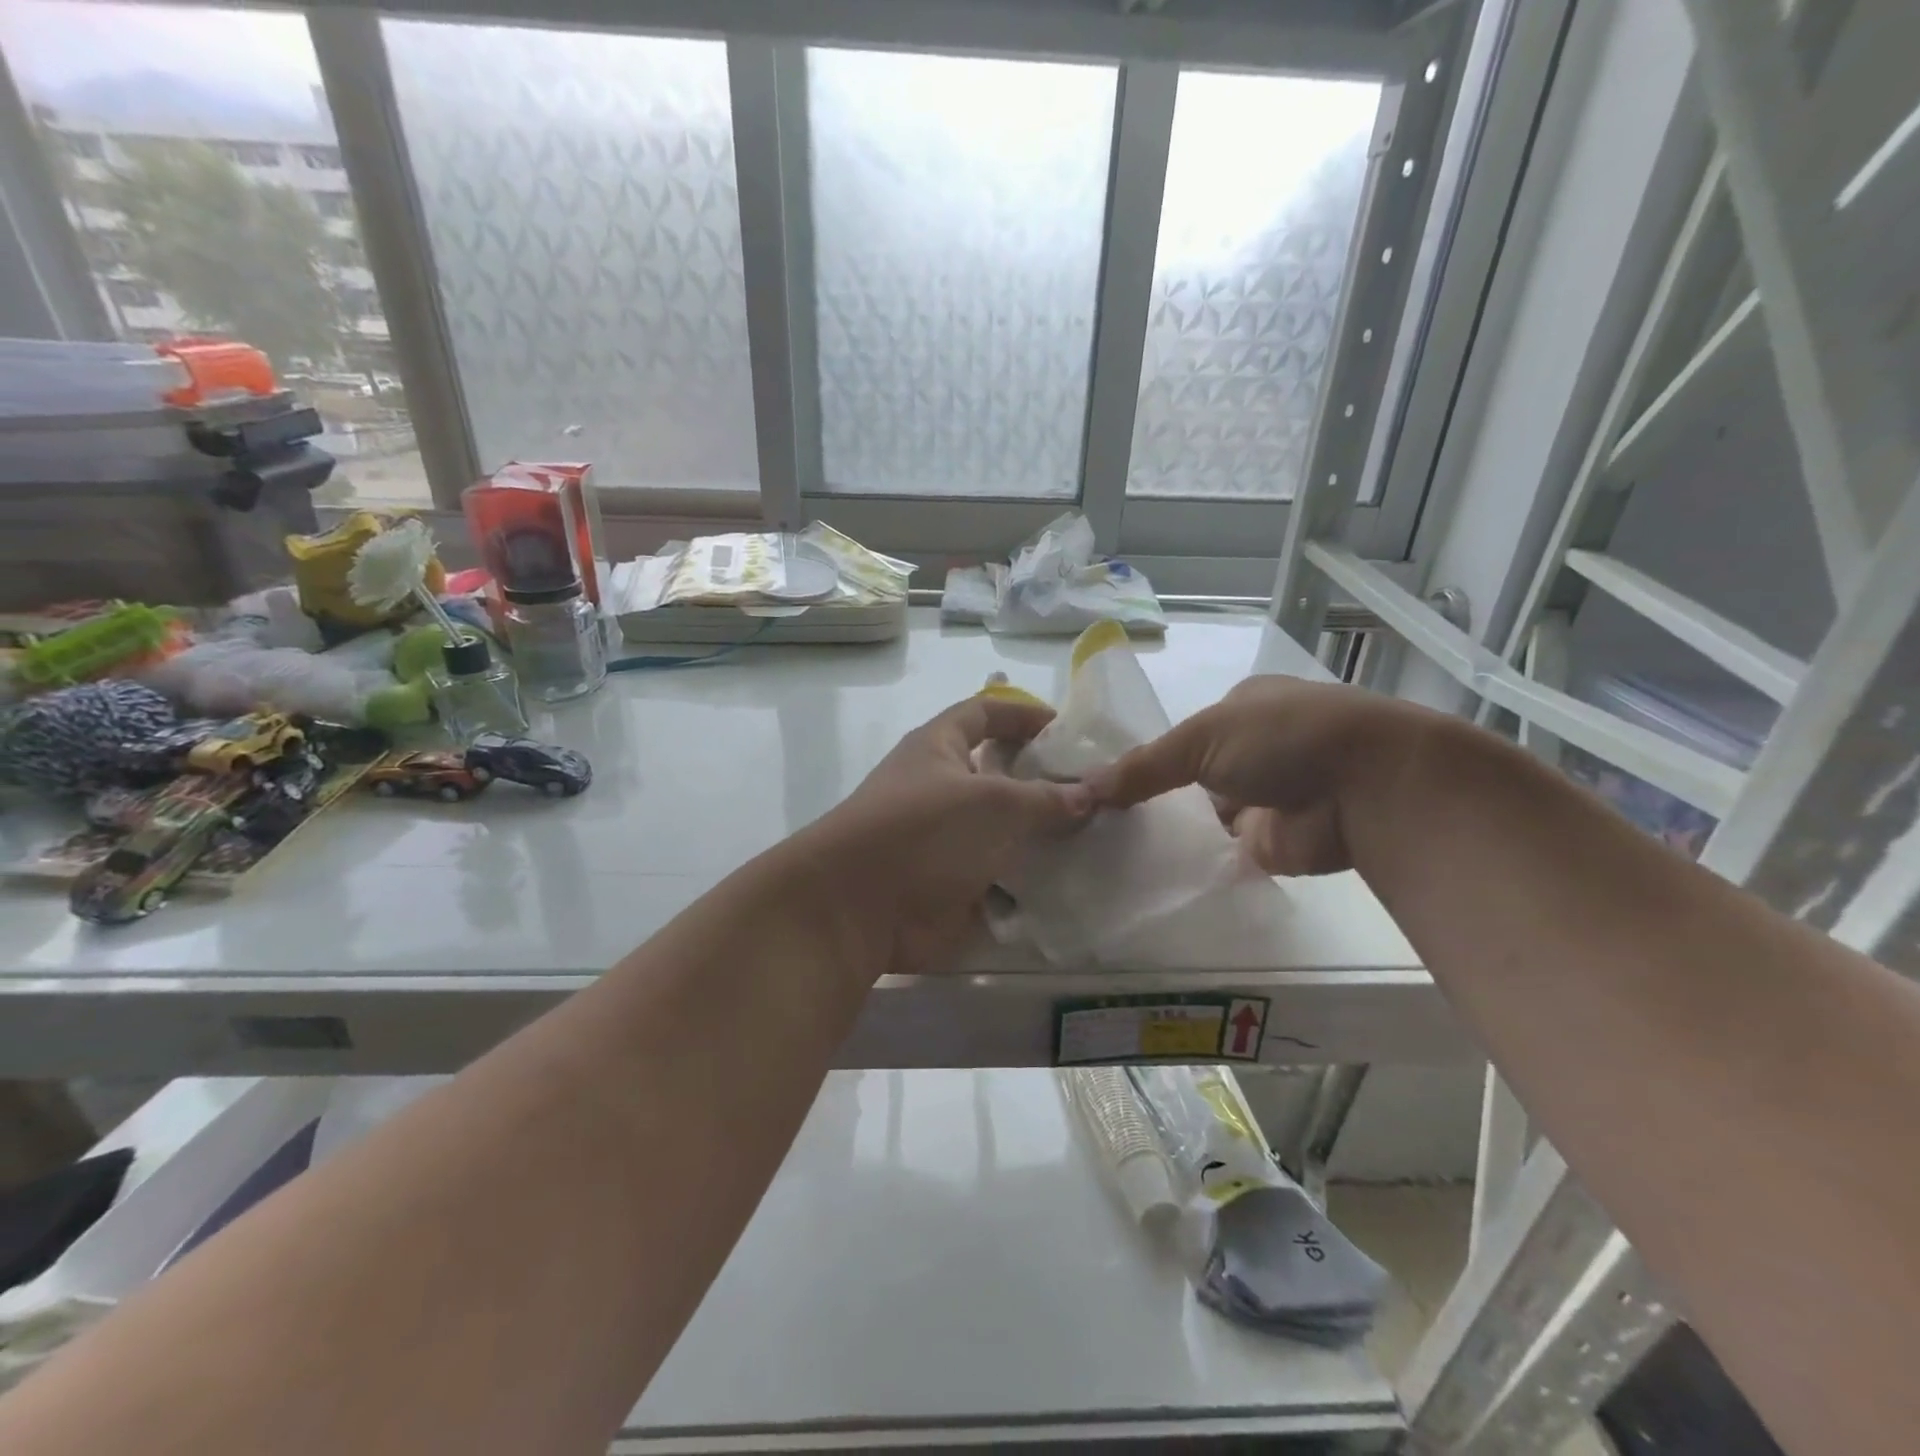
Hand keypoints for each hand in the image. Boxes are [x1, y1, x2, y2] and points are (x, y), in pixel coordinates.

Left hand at [798, 695, 1092, 977]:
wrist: (857, 909)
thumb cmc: (924, 832)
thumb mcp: (993, 803)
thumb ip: (1045, 798)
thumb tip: (1088, 793)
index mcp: (939, 748)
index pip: (985, 712)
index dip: (1024, 714)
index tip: (1069, 728)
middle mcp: (940, 788)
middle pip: (998, 775)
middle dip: (1043, 781)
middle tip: (1096, 791)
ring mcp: (944, 841)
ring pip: (1002, 831)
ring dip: (1041, 836)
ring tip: (1097, 837)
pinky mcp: (949, 885)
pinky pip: (998, 877)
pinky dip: (1029, 882)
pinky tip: (1071, 884)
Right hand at [1083, 676, 1429, 876]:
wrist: (1368, 789)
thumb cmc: (1283, 737)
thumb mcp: (1202, 737)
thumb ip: (1144, 765)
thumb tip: (1083, 786)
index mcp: (1242, 710)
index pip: (1182, 735)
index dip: (1144, 756)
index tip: (1099, 782)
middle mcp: (1253, 752)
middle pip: (1188, 777)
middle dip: (1150, 797)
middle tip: (1093, 820)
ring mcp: (1262, 800)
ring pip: (1200, 817)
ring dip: (1168, 831)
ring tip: (1107, 848)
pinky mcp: (1269, 844)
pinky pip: (1218, 852)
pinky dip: (1189, 860)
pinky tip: (1143, 871)